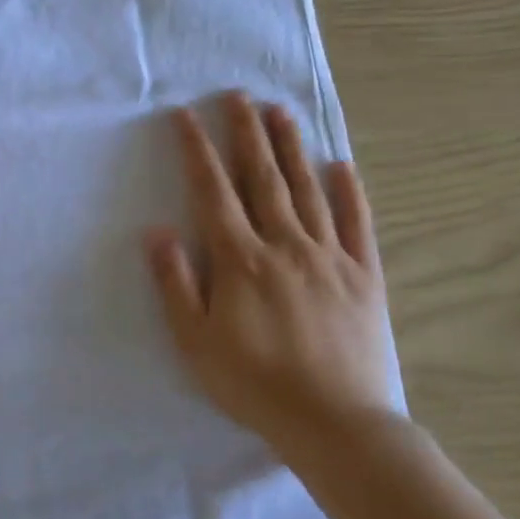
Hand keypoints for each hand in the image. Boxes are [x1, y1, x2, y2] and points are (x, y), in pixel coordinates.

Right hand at [146, 92, 395, 457]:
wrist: (335, 423)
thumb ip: (175, 283)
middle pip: (262, 177)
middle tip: (238, 95)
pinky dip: (349, 192)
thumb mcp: (195, 341)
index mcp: (240, 260)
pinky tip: (341, 166)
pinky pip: (356, 224)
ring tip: (280, 112)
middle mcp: (284, 244)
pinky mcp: (363, 276)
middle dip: (246, 132)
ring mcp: (329, 257)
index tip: (186, 116)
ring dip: (291, 148)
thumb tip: (156, 231)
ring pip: (307, 189)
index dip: (197, 150)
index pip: (213, 191)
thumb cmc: (254, 384)